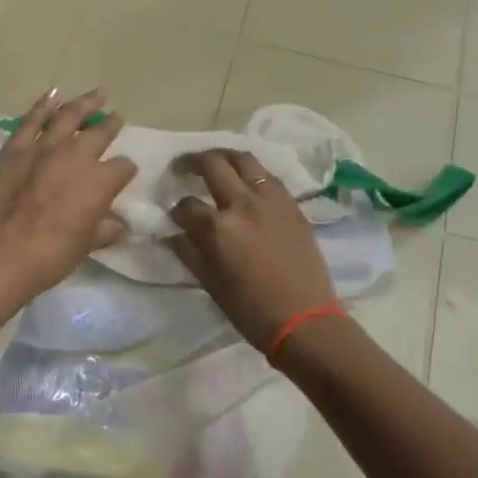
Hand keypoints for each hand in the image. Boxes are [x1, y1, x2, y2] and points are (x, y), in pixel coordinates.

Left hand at [0, 89, 137, 299]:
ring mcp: (45, 146)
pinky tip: (53, 95)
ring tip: (96, 94)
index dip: (125, 171)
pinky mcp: (16, 146)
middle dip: (111, 125)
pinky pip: (33, 118)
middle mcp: (78, 154)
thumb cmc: (52, 254)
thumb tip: (119, 224)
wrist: (3, 252)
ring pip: (69, 115)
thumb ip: (106, 229)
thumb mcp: (87, 245)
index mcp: (101, 180)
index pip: (123, 168)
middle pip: (100, 133)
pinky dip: (44, 104)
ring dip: (85, 103)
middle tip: (115, 118)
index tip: (123, 174)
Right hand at [166, 150, 337, 356]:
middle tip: (182, 166)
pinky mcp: (292, 204)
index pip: (186, 205)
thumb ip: (188, 252)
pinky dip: (250, 172)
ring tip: (214, 162)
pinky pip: (267, 176)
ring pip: (244, 160)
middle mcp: (243, 204)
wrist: (305, 320)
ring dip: (223, 156)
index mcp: (219, 227)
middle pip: (213, 164)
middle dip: (191, 162)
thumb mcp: (209, 283)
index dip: (175, 209)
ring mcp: (271, 200)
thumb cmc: (251, 310)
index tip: (174, 215)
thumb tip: (172, 234)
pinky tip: (245, 181)